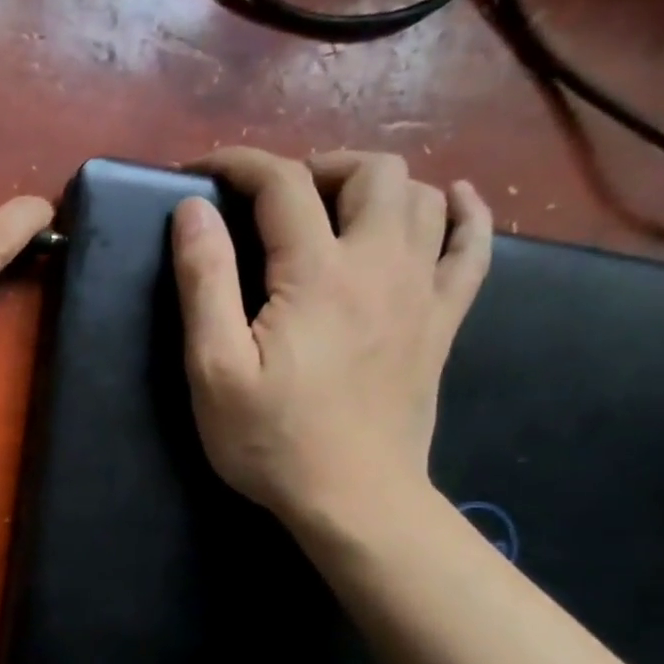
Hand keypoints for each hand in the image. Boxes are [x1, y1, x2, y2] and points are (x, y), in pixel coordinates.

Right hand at [171, 147, 490, 520]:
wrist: (354, 497)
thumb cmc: (270, 438)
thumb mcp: (214, 366)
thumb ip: (204, 282)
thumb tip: (192, 211)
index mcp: (316, 272)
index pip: (282, 184)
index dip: (239, 165)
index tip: (202, 172)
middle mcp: (380, 263)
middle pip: (369, 172)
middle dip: (316, 167)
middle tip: (275, 201)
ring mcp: (422, 290)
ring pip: (421, 196)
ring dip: (375, 184)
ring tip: (335, 208)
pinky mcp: (443, 321)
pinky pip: (472, 245)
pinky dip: (461, 211)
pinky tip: (448, 202)